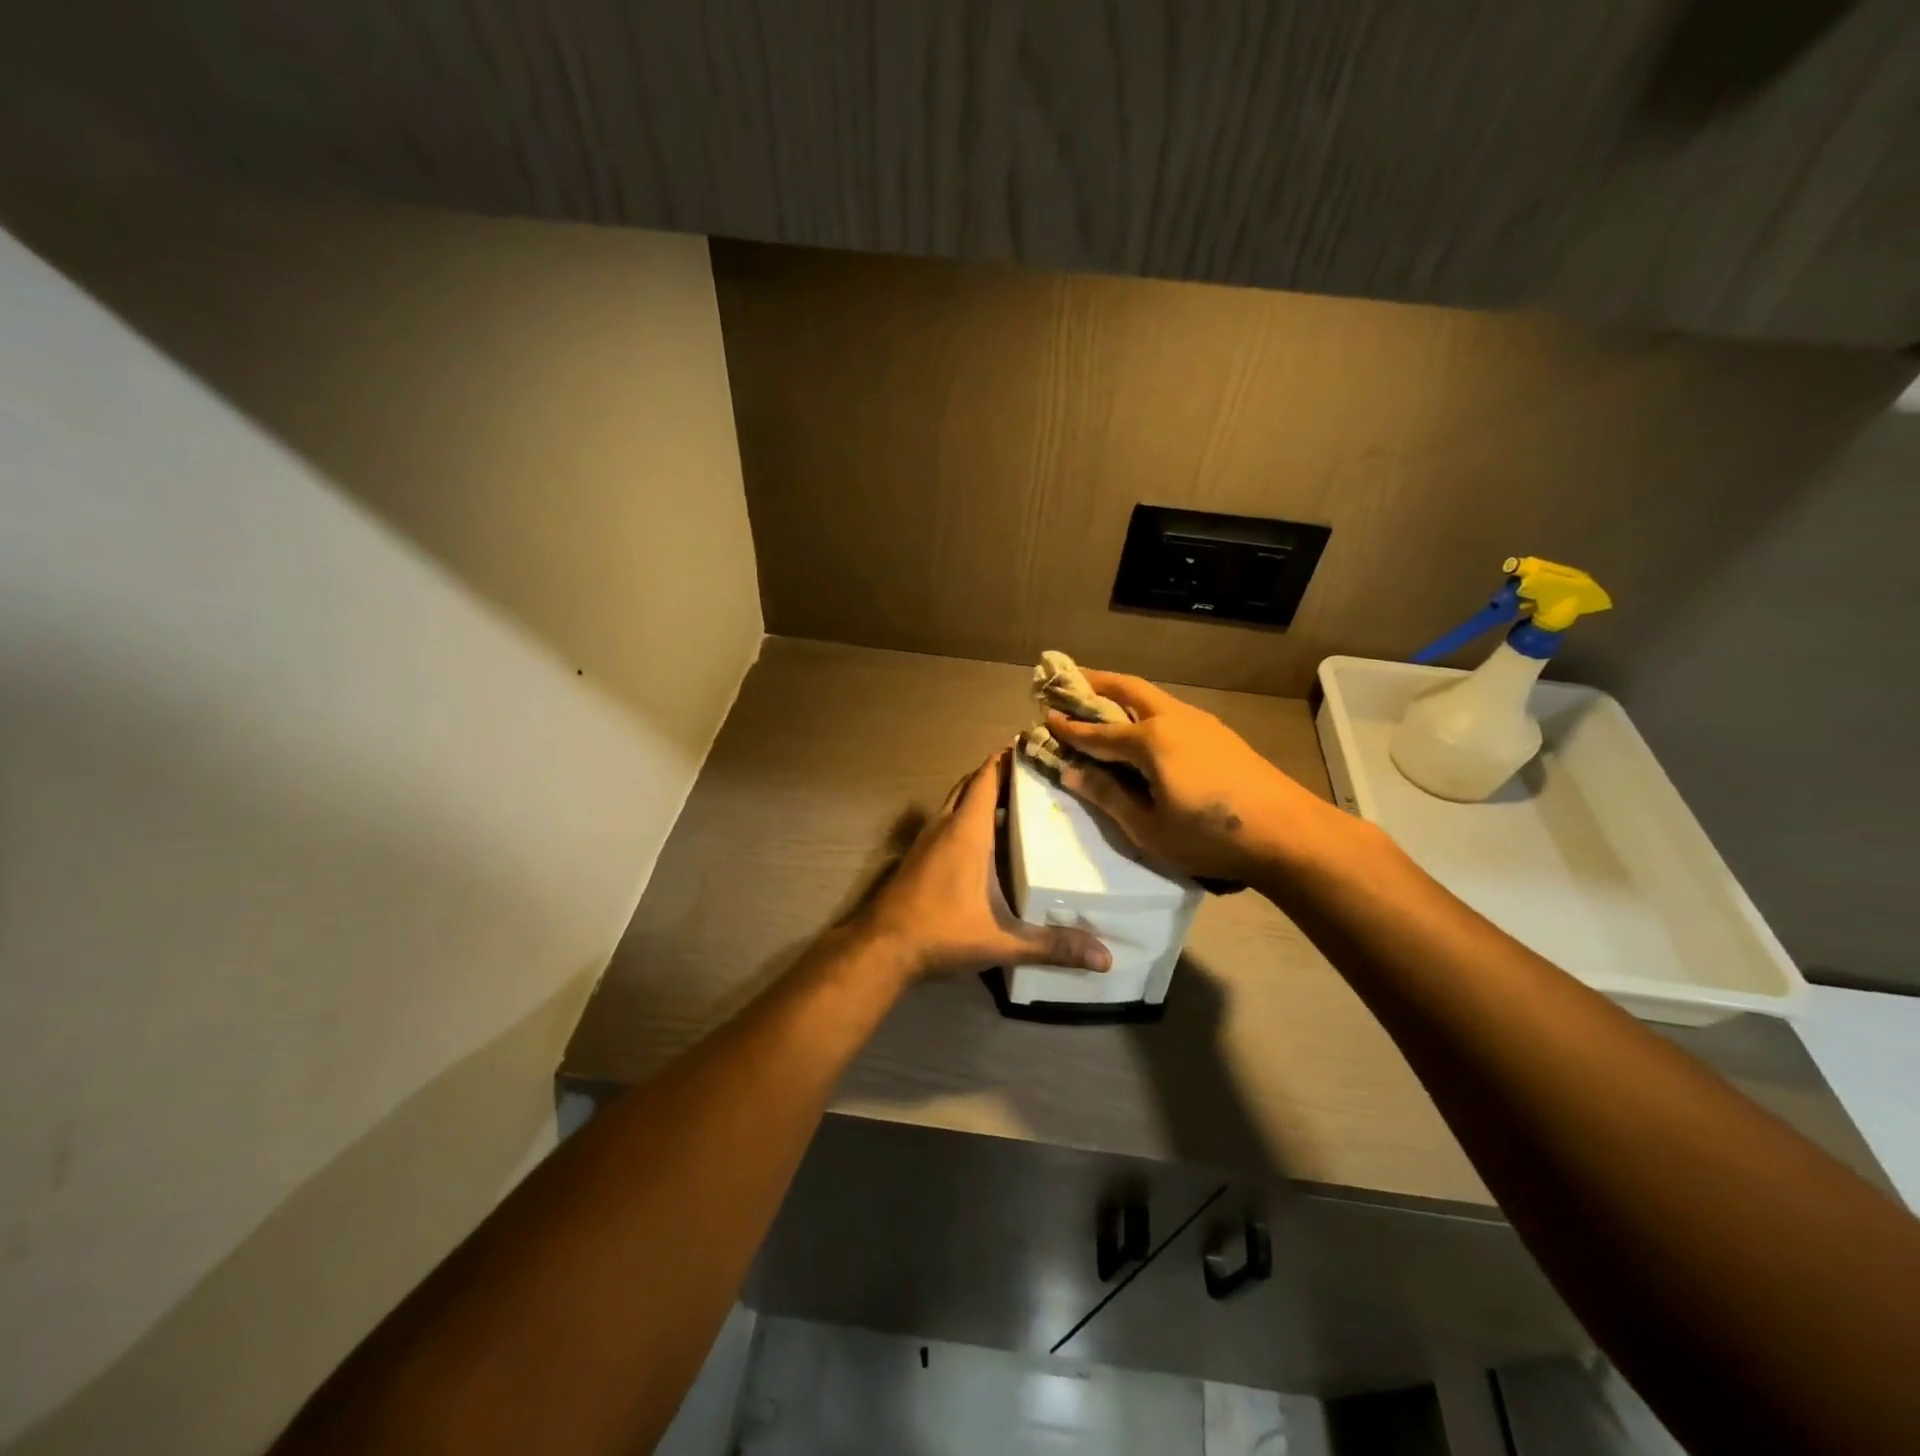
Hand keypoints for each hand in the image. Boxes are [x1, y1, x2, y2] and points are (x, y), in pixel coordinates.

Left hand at [852, 749, 1111, 979]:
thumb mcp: (1001, 941)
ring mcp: (925, 841)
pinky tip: (983, 841)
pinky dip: (964, 817)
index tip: (1031, 744)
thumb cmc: (941, 933)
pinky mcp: (916, 857)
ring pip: (954, 803)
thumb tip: (1106, 958)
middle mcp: (944, 827)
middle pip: (969, 785)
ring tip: (1013, 801)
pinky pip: (945, 823)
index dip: (1006, 758)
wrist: (881, 950)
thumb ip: (1052, 946)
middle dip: (996, 774)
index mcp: (966, 831)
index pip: (986, 779)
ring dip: (978, 795)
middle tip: (1031, 774)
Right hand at [1048, 671, 1348, 885]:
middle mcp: (1172, 719)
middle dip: (1095, 682)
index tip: (1043, 716)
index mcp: (1150, 741)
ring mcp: (1200, 723)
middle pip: (1127, 690)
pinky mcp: (1219, 734)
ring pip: (1152, 697)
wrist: (1288, 833)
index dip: (1069, 727)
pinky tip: (1145, 727)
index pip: (1097, 732)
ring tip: (1101, 699)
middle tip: (1068, 679)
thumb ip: (1109, 796)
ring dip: (1122, 693)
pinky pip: (1171, 711)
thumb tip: (1072, 773)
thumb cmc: (1210, 836)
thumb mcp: (1149, 828)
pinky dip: (1146, 709)